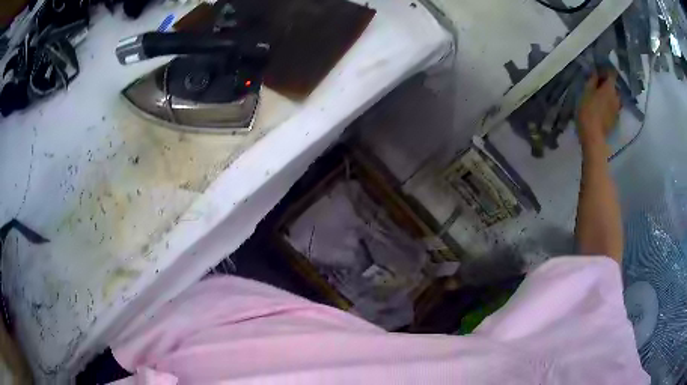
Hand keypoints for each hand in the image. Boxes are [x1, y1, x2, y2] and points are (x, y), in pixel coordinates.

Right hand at [577, 71, 620, 148]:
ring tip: (600, 97)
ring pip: (615, 97)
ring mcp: (617, 109)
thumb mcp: (586, 91)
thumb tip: (596, 72)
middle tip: (598, 85)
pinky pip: (614, 107)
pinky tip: (602, 109)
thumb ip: (592, 80)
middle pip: (614, 86)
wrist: (594, 137)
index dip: (606, 70)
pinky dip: (609, 105)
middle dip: (608, 84)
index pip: (612, 73)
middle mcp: (617, 97)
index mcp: (610, 88)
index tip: (599, 70)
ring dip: (609, 95)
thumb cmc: (588, 111)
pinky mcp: (616, 119)